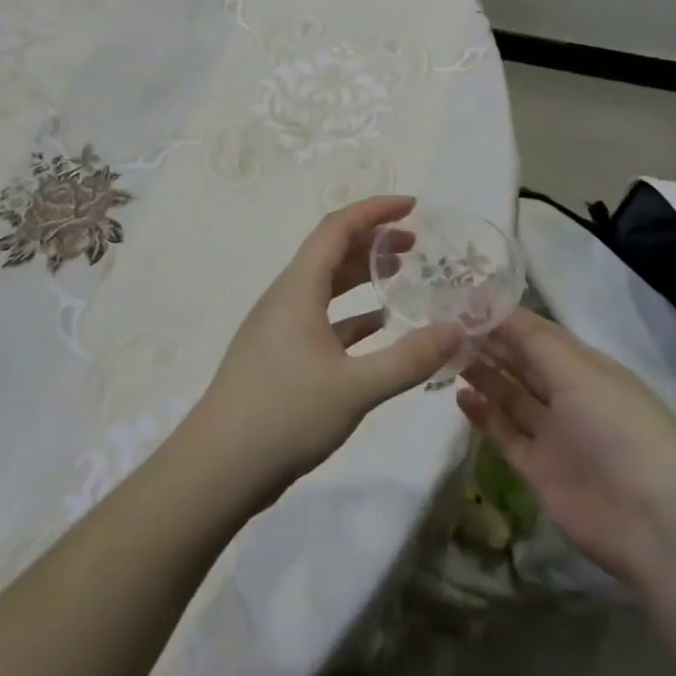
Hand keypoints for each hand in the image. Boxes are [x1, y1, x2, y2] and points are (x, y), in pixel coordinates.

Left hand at [190, 196, 463, 497]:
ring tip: (402, 278)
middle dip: (374, 242)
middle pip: (331, 253)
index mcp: (298, 288)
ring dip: (362, 277)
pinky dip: (352, 316)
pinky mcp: (280, 357)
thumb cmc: (284, 415)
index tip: (413, 207)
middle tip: (416, 245)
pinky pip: (322, 320)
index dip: (375, 211)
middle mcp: (286, 298)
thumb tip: (458, 328)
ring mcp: (280, 328)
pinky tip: (379, 329)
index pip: (337, 228)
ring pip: (326, 287)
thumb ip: (409, 359)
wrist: (218, 468)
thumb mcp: (355, 388)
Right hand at [459, 307, 675, 582]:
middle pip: (522, 362)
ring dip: (483, 374)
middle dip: (488, 342)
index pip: (538, 333)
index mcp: (587, 367)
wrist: (652, 523)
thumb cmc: (618, 428)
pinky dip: (484, 415)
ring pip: (511, 395)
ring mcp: (554, 434)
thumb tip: (487, 301)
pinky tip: (460, 396)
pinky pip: (505, 434)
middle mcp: (570, 395)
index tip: (461, 301)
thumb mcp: (578, 372)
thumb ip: (530, 339)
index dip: (502, 317)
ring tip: (446, 354)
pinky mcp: (538, 469)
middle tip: (445, 324)